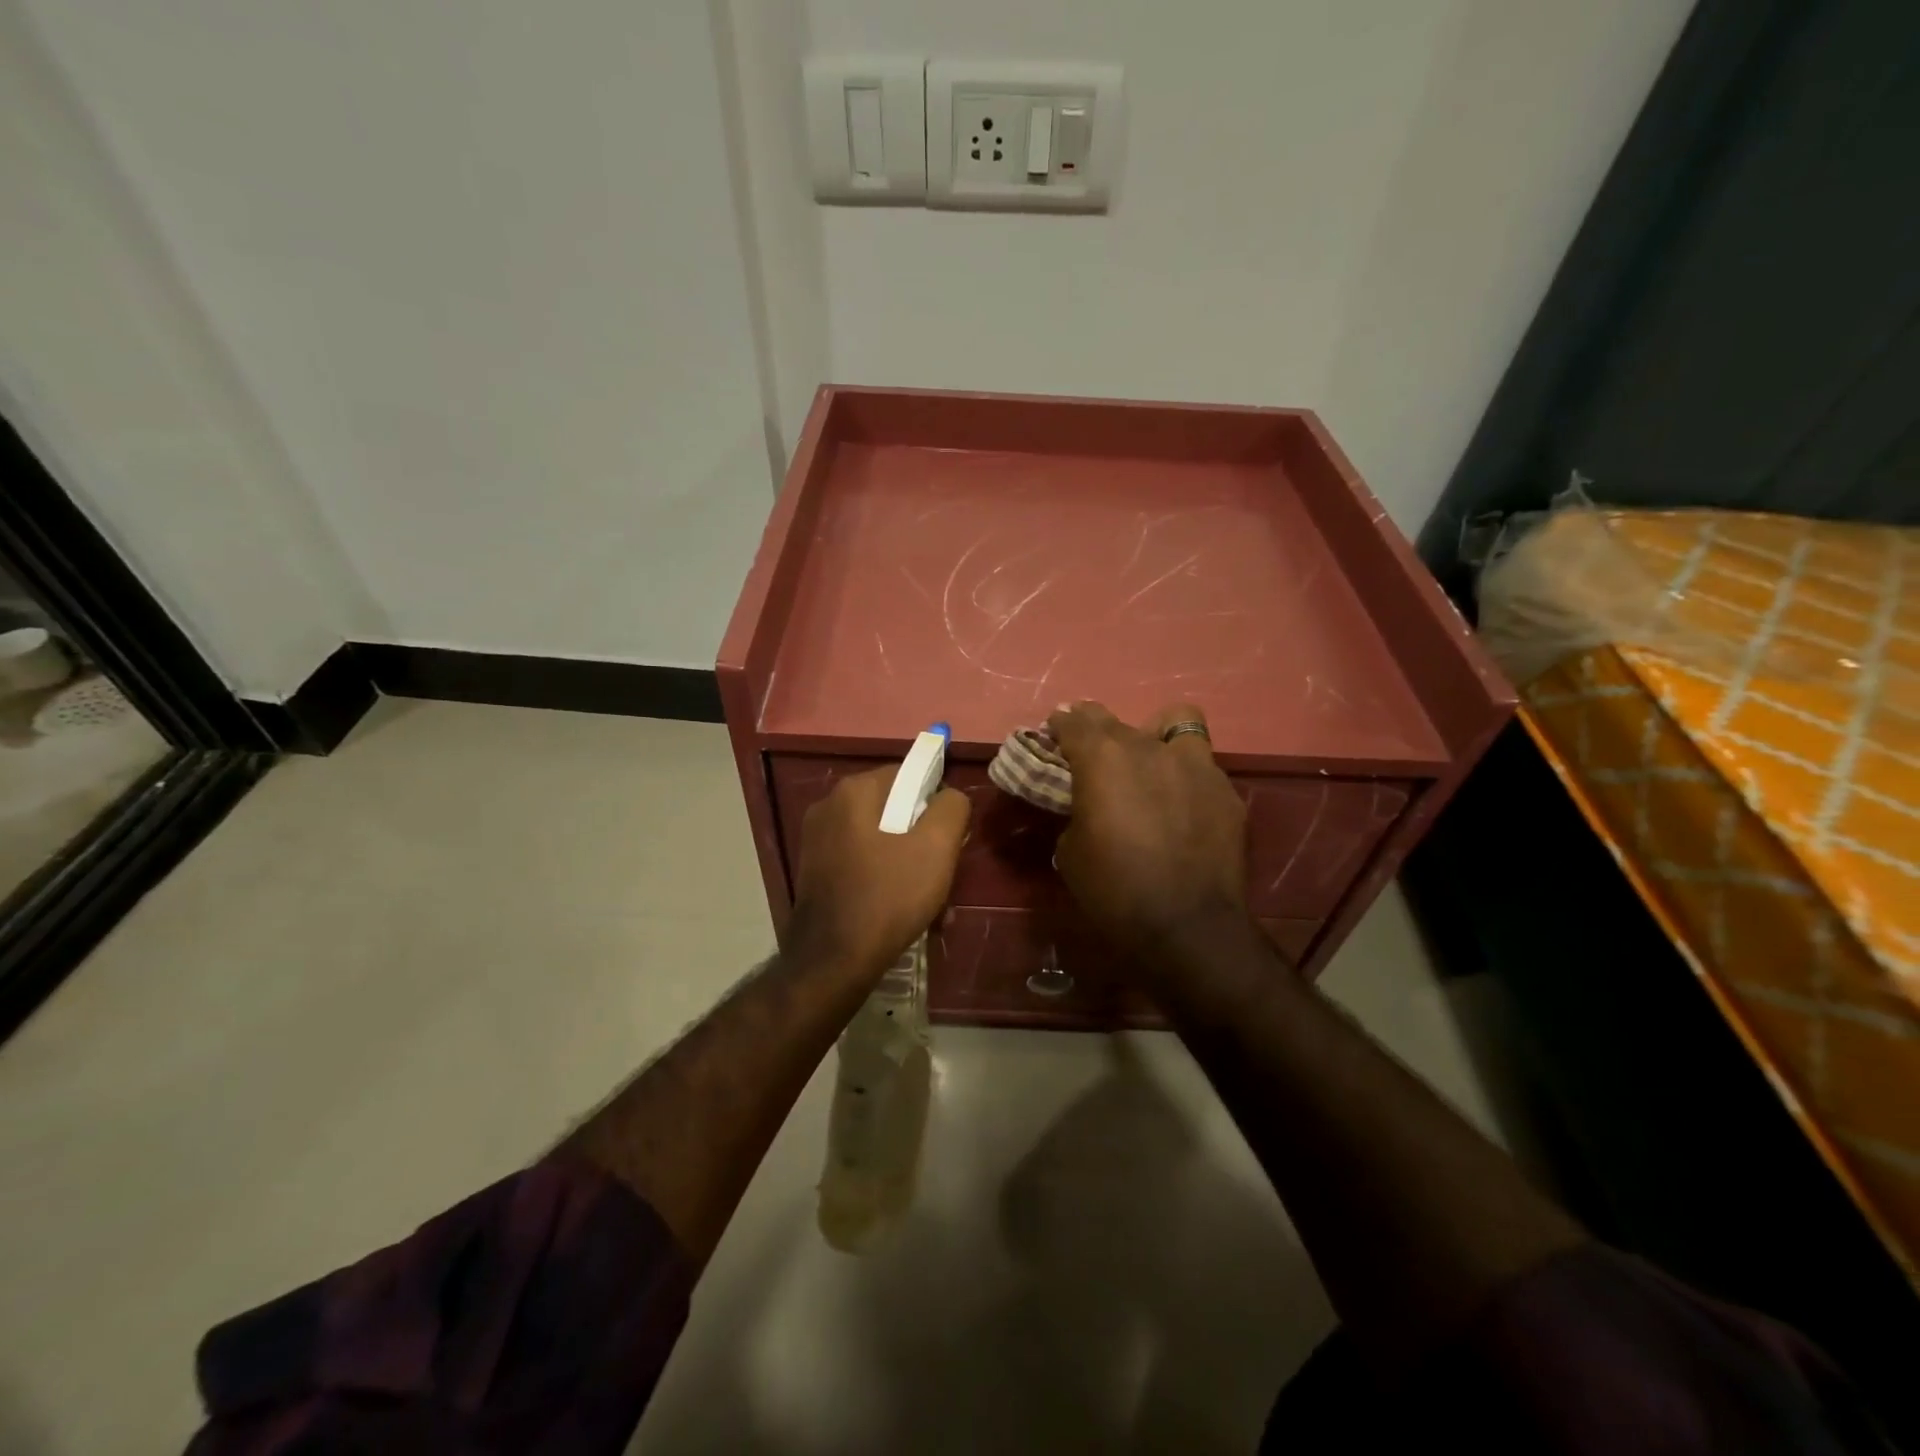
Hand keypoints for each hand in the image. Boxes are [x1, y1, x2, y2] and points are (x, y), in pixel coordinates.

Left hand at [789, 767, 970, 979]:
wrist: (833, 960)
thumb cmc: (888, 895)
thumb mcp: (937, 846)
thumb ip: (952, 807)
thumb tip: (949, 796)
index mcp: (853, 791)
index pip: (909, 774)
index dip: (936, 802)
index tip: (950, 837)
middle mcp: (829, 807)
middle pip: (895, 809)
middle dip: (924, 840)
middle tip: (943, 873)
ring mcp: (817, 841)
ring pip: (881, 840)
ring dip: (910, 865)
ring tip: (932, 903)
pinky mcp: (815, 872)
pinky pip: (863, 863)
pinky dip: (886, 879)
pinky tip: (904, 911)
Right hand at [1048, 701, 1248, 955]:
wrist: (1187, 925)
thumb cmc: (1114, 889)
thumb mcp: (1070, 851)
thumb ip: (1076, 812)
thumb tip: (1087, 806)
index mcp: (1102, 758)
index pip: (1074, 721)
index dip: (1061, 724)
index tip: (1055, 732)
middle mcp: (1148, 748)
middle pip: (1116, 720)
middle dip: (1098, 729)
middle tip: (1092, 754)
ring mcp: (1194, 764)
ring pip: (1175, 722)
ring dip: (1155, 735)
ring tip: (1149, 761)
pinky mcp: (1225, 790)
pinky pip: (1202, 766)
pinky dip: (1186, 775)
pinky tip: (1183, 803)